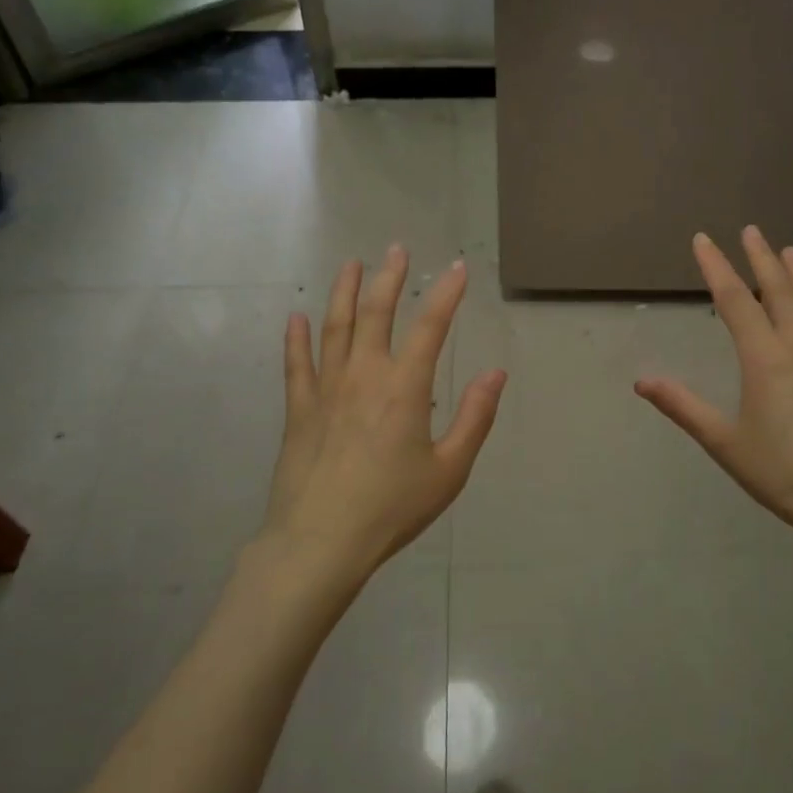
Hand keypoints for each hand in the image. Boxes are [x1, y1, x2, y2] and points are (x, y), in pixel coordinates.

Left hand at [262, 246, 505, 581]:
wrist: (320, 542)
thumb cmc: (392, 507)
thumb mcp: (449, 469)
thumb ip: (475, 417)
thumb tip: (497, 373)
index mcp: (404, 387)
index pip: (431, 326)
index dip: (446, 293)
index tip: (458, 268)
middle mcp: (364, 375)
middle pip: (376, 313)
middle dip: (389, 278)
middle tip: (396, 249)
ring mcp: (326, 389)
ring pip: (335, 327)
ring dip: (344, 292)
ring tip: (351, 264)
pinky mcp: (299, 410)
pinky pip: (296, 364)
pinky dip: (296, 338)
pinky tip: (295, 317)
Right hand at [636, 227, 792, 549]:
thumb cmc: (784, 474)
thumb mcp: (725, 443)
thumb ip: (684, 407)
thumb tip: (641, 381)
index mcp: (765, 359)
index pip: (735, 301)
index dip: (717, 267)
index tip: (703, 239)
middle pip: (780, 293)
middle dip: (761, 259)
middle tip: (752, 230)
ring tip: (790, 251)